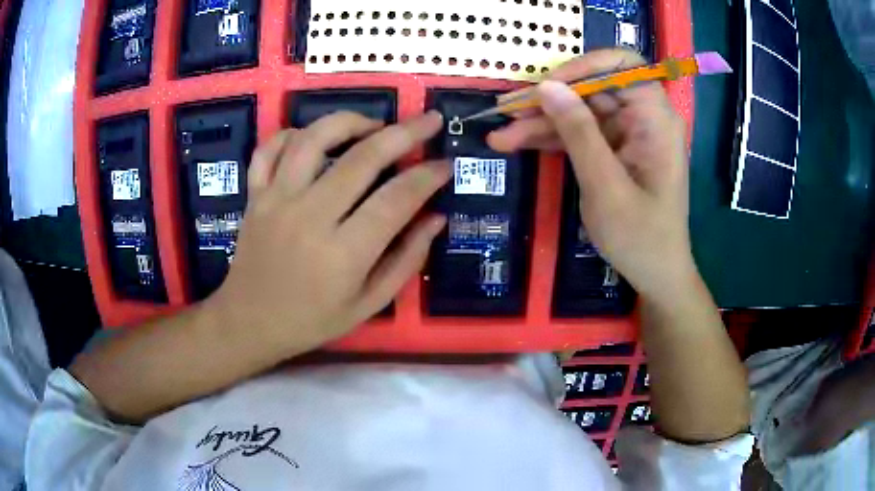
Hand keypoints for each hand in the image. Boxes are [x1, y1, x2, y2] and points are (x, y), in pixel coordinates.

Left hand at [210, 111, 449, 351]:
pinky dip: (293, 133)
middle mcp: (309, 217)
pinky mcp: (255, 195)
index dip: (427, 176)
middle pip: (362, 158)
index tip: (446, 164)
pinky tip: (314, 137)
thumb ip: (406, 261)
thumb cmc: (311, 321)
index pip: (396, 200)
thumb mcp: (368, 305)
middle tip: (429, 120)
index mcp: (343, 254)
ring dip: (351, 121)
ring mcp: (276, 200)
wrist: (249, 322)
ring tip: (374, 125)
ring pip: (314, 139)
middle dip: (404, 133)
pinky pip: (270, 149)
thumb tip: (437, 218)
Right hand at [488, 50, 693, 303]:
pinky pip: (580, 134)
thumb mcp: (605, 185)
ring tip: (500, 137)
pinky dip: (551, 139)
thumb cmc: (640, 236)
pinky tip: (517, 144)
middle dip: (550, 100)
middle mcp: (643, 118)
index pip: (624, 65)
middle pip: (593, 88)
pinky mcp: (614, 151)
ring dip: (541, 122)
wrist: (655, 275)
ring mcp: (627, 134)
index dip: (584, 66)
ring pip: (580, 111)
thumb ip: (578, 132)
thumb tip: (546, 86)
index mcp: (655, 119)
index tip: (549, 85)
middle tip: (507, 112)